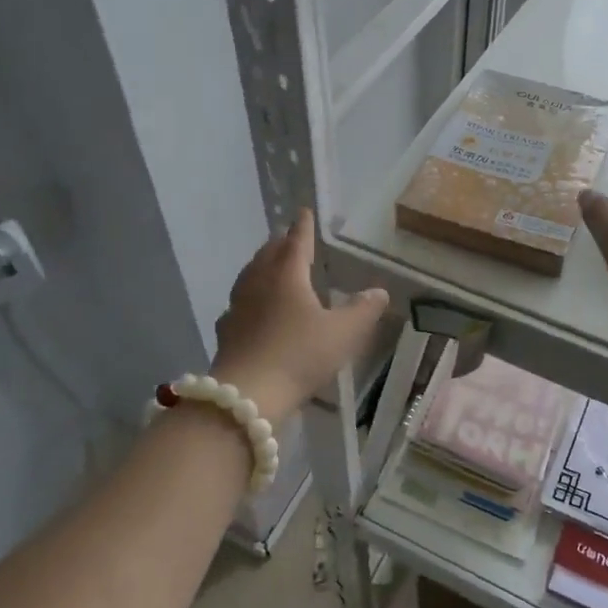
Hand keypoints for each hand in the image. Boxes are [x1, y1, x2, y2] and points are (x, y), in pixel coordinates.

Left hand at [211, 210, 388, 424]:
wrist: (247, 395)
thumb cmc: (299, 356)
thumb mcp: (343, 334)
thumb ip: (363, 311)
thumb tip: (380, 292)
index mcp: (287, 275)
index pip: (297, 242)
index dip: (303, 227)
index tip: (304, 212)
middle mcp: (259, 283)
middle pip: (268, 254)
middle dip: (280, 244)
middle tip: (289, 238)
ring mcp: (238, 306)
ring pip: (250, 276)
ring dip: (262, 266)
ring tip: (270, 266)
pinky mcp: (226, 331)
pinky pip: (238, 303)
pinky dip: (248, 297)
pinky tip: (250, 309)